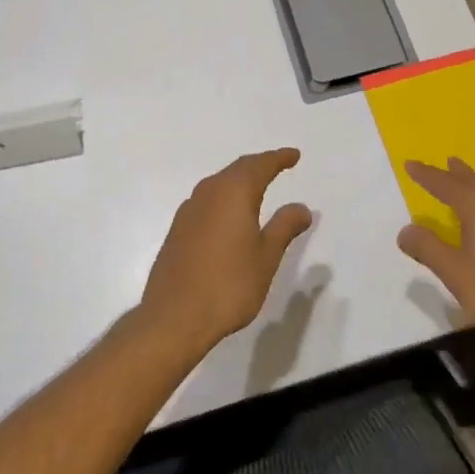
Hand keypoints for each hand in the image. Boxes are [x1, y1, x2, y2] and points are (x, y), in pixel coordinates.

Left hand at [140, 148, 313, 357]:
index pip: (260, 165)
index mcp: (234, 192)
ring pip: (219, 184)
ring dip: (239, 181)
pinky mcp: (177, 230)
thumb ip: (284, 227)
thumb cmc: (228, 285)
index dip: (279, 158)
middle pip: (238, 169)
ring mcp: (189, 210)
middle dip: (259, 165)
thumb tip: (301, 207)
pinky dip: (224, 198)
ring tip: (256, 187)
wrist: (173, 318)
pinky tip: (228, 215)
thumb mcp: (266, 257)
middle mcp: (209, 192)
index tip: (294, 155)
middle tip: (277, 165)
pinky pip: (207, 201)